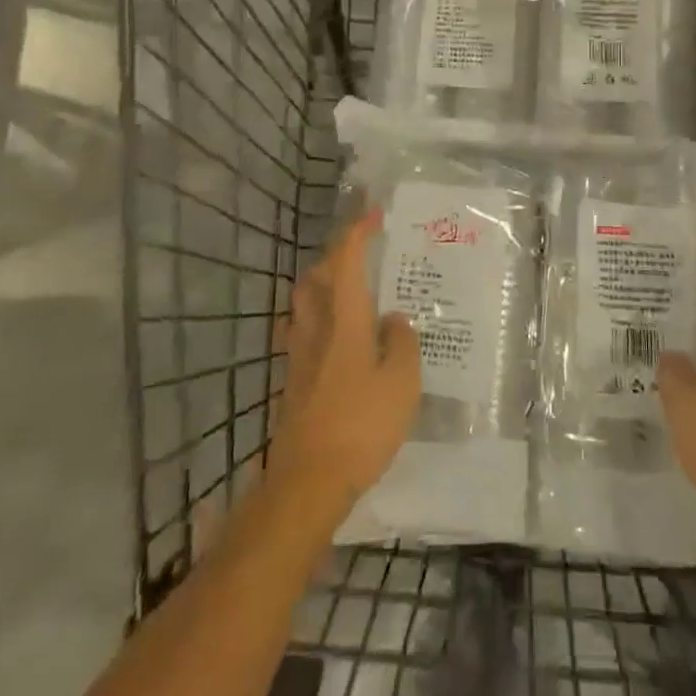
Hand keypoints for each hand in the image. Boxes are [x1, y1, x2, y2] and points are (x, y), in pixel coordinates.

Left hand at [271, 211, 421, 510]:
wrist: (307, 482)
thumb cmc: (361, 425)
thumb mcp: (402, 383)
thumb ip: (402, 342)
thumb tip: (393, 320)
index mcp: (344, 320)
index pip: (345, 261)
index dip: (357, 232)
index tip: (373, 213)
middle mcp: (315, 329)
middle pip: (314, 278)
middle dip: (335, 259)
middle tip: (363, 260)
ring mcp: (298, 356)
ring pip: (305, 305)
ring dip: (323, 289)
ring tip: (354, 297)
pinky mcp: (292, 382)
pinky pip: (305, 334)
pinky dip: (322, 323)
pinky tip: (344, 345)